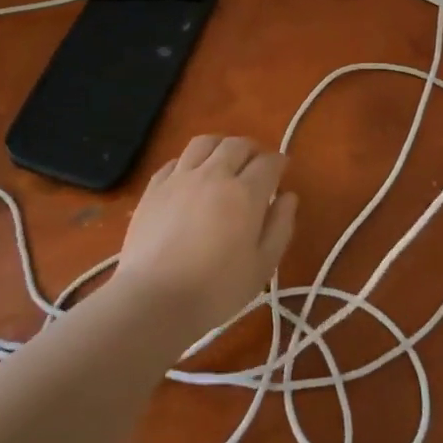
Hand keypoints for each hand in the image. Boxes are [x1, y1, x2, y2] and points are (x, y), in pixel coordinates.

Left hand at [114, 135, 298, 337]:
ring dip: (221, 146)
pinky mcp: (154, 187)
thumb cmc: (216, 290)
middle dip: (253, 150)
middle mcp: (214, 174)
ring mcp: (181, 177)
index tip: (282, 170)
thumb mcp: (262, 266)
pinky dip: (190, 162)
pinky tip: (191, 177)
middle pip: (237, 144)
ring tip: (224, 160)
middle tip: (256, 164)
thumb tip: (288, 197)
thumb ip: (280, 227)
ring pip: (205, 142)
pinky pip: (176, 160)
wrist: (154, 299)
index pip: (268, 163)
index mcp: (245, 193)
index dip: (279, 162)